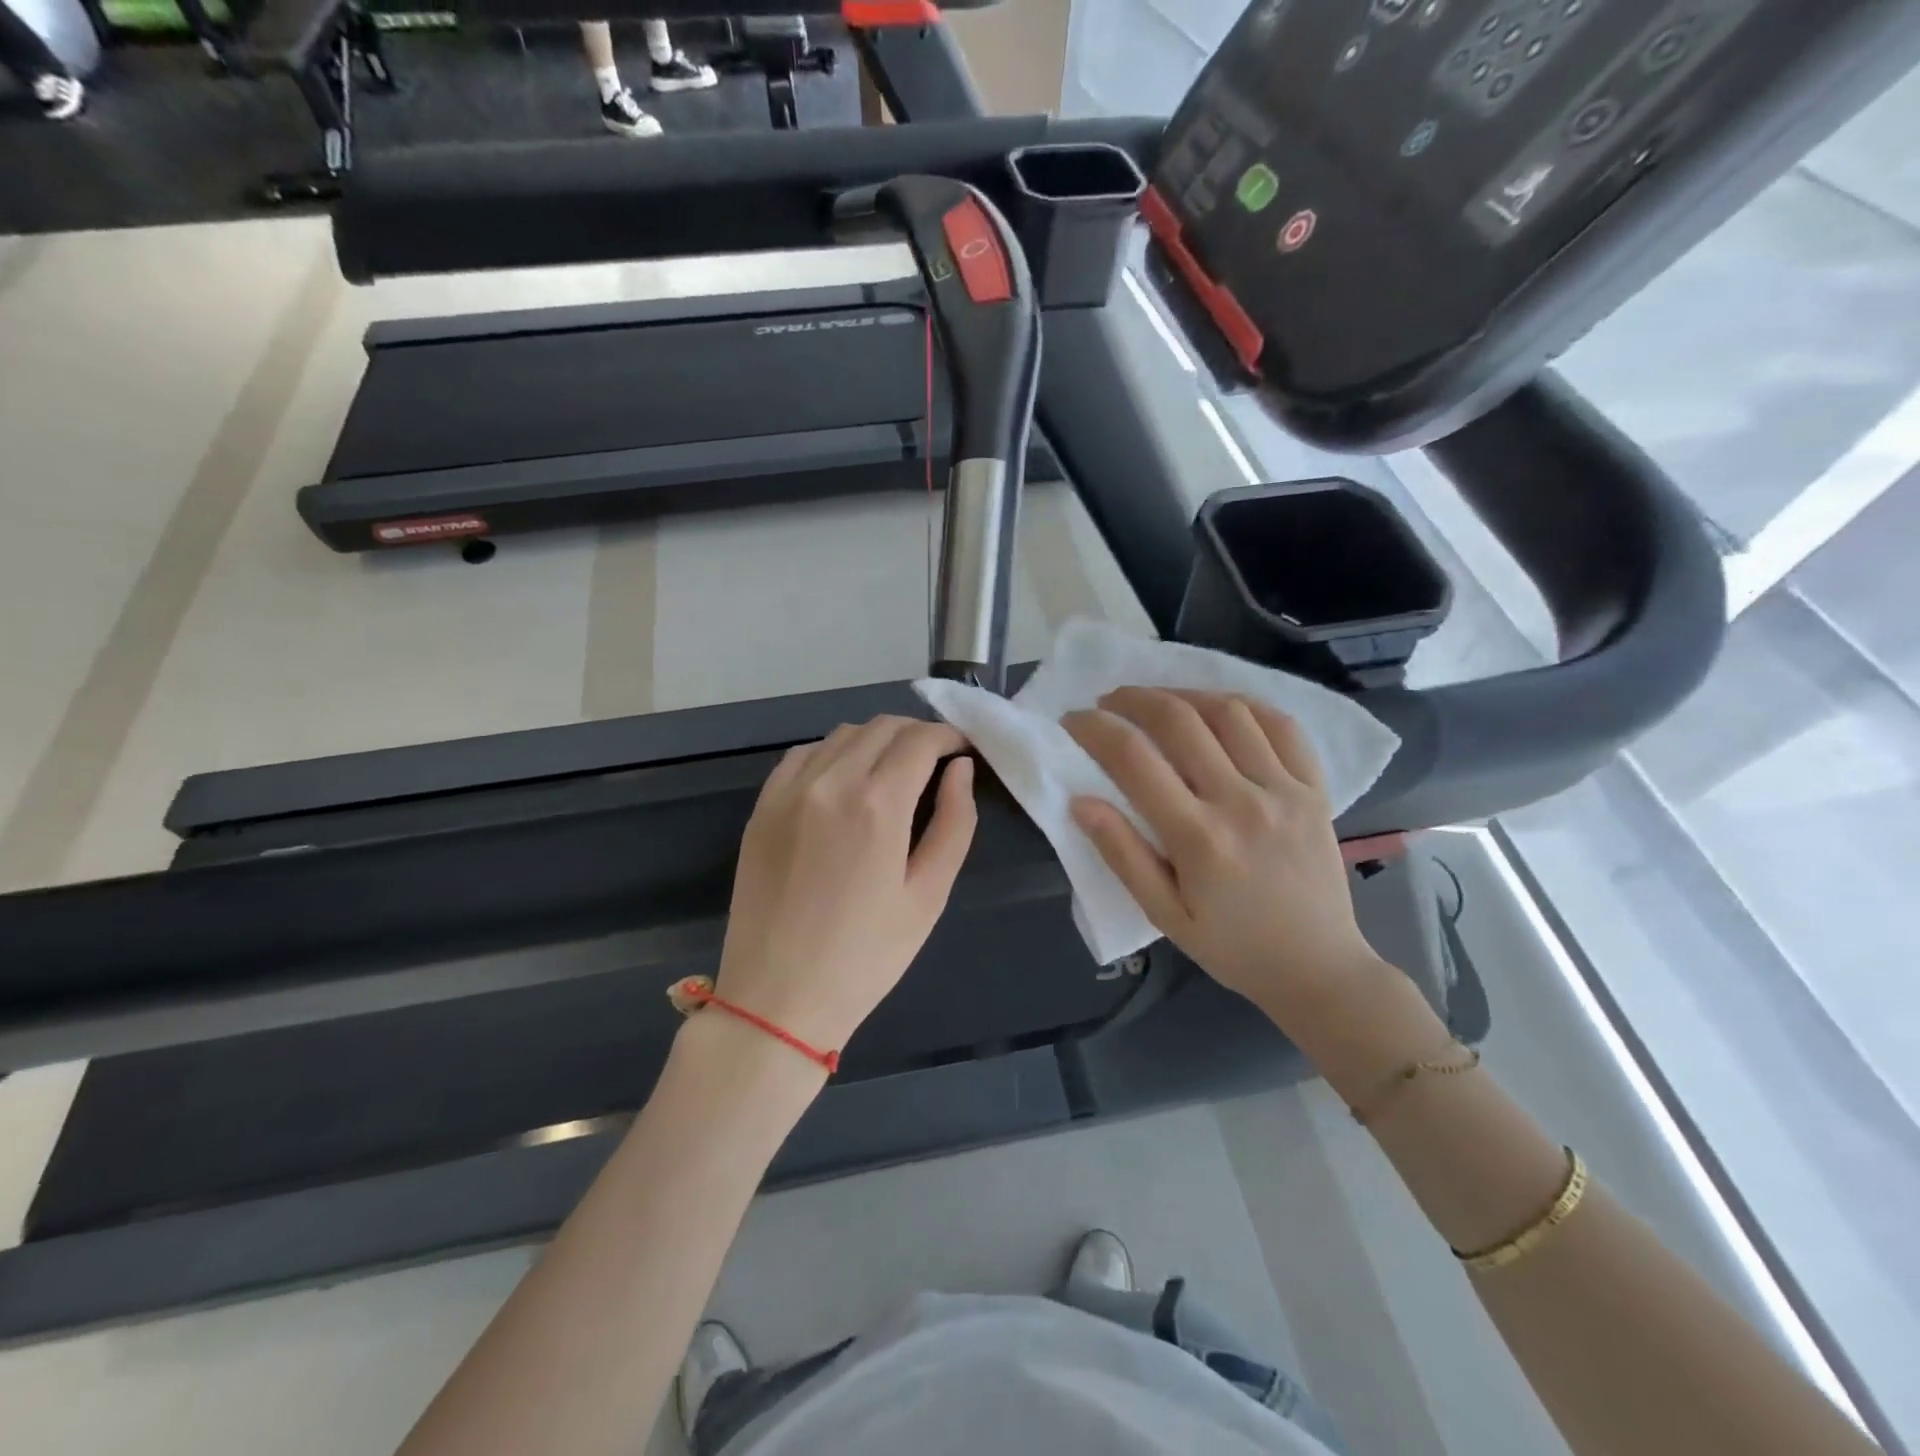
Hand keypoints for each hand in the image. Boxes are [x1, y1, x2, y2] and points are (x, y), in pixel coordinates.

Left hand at [715, 716, 977, 1053]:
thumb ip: (954, 823)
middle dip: (917, 734)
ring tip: (893, 771)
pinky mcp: (762, 807)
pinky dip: (833, 753)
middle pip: (882, 727)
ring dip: (876, 740)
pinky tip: (843, 782)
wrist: (777, 999)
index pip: (920, 739)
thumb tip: (961, 770)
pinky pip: (803, 755)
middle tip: (936, 762)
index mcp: (877, 804)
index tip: (963, 752)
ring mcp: (788, 791)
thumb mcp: (929, 895)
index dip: (949, 737)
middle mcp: (830, 782)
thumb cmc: (866, 956)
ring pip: (842, 734)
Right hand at [1063, 688, 1381, 1026]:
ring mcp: (1284, 790)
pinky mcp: (1315, 789)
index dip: (1095, 729)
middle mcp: (1241, 801)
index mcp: (1198, 838)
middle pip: (1179, 720)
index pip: (1133, 759)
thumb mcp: (1164, 915)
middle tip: (1109, 701)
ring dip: (1184, 695)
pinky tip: (1220, 708)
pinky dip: (1245, 705)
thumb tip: (1080, 802)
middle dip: (1133, 699)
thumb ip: (1122, 855)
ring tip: (1160, 702)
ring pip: (1229, 712)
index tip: (1073, 720)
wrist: (1319, 968)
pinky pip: (1282, 725)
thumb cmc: (1232, 947)